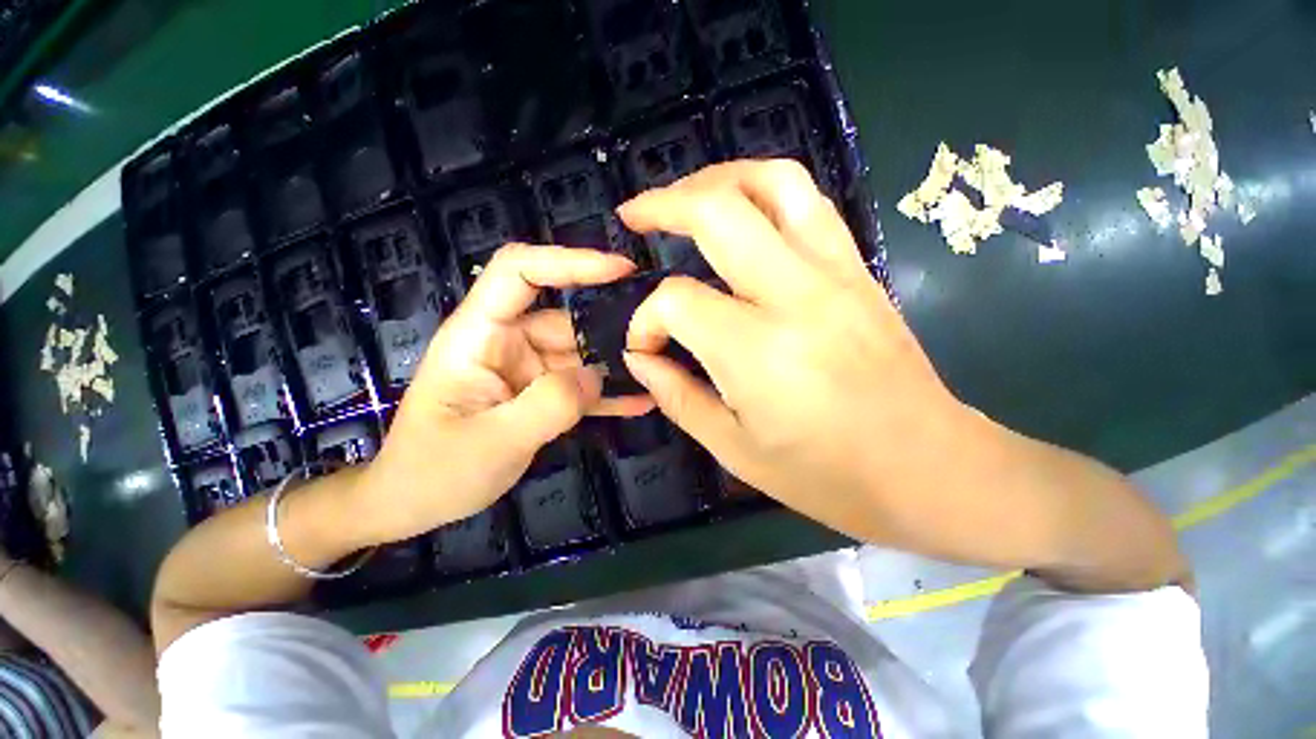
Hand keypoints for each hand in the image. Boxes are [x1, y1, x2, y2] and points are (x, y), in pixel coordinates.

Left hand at [352, 244, 653, 544]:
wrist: (414, 503)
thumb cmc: (435, 471)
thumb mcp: (492, 441)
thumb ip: (549, 405)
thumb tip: (596, 376)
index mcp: (480, 334)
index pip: (520, 272)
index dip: (569, 262)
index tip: (620, 270)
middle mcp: (507, 342)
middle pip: (566, 319)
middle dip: (610, 327)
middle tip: (658, 339)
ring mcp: (527, 370)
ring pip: (580, 354)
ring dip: (616, 365)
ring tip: (659, 374)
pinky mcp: (540, 394)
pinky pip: (579, 386)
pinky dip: (607, 393)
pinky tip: (640, 402)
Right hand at [621, 160, 982, 552]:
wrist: (930, 467)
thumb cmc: (827, 475)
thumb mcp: (734, 449)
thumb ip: (677, 396)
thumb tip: (639, 358)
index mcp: (757, 352)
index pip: (677, 303)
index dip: (647, 321)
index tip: (646, 347)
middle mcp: (795, 296)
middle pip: (718, 212)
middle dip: (663, 205)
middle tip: (634, 216)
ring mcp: (836, 273)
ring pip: (773, 182)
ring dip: (718, 177)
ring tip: (686, 195)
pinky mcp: (859, 269)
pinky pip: (809, 203)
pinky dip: (764, 190)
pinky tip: (742, 211)